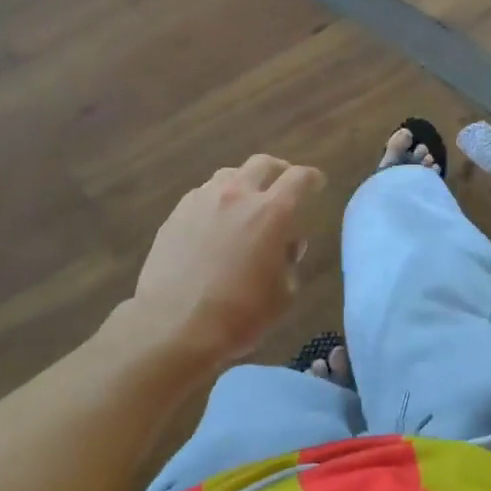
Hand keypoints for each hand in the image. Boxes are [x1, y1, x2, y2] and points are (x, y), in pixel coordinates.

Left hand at [128, 154, 325, 366]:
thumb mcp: (283, 295)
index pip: (299, 178)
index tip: (317, 183)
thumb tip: (287, 245)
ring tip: (246, 202)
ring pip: (229, 174)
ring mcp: (203, 200)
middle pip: (262, 163)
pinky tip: (214, 222)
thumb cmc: (238, 315)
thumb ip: (290, 261)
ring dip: (244, 182)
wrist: (172, 326)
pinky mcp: (176, 213)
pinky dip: (217, 200)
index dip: (312, 178)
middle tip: (284, 184)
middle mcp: (238, 195)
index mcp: (271, 212)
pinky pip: (203, 194)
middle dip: (279, 170)